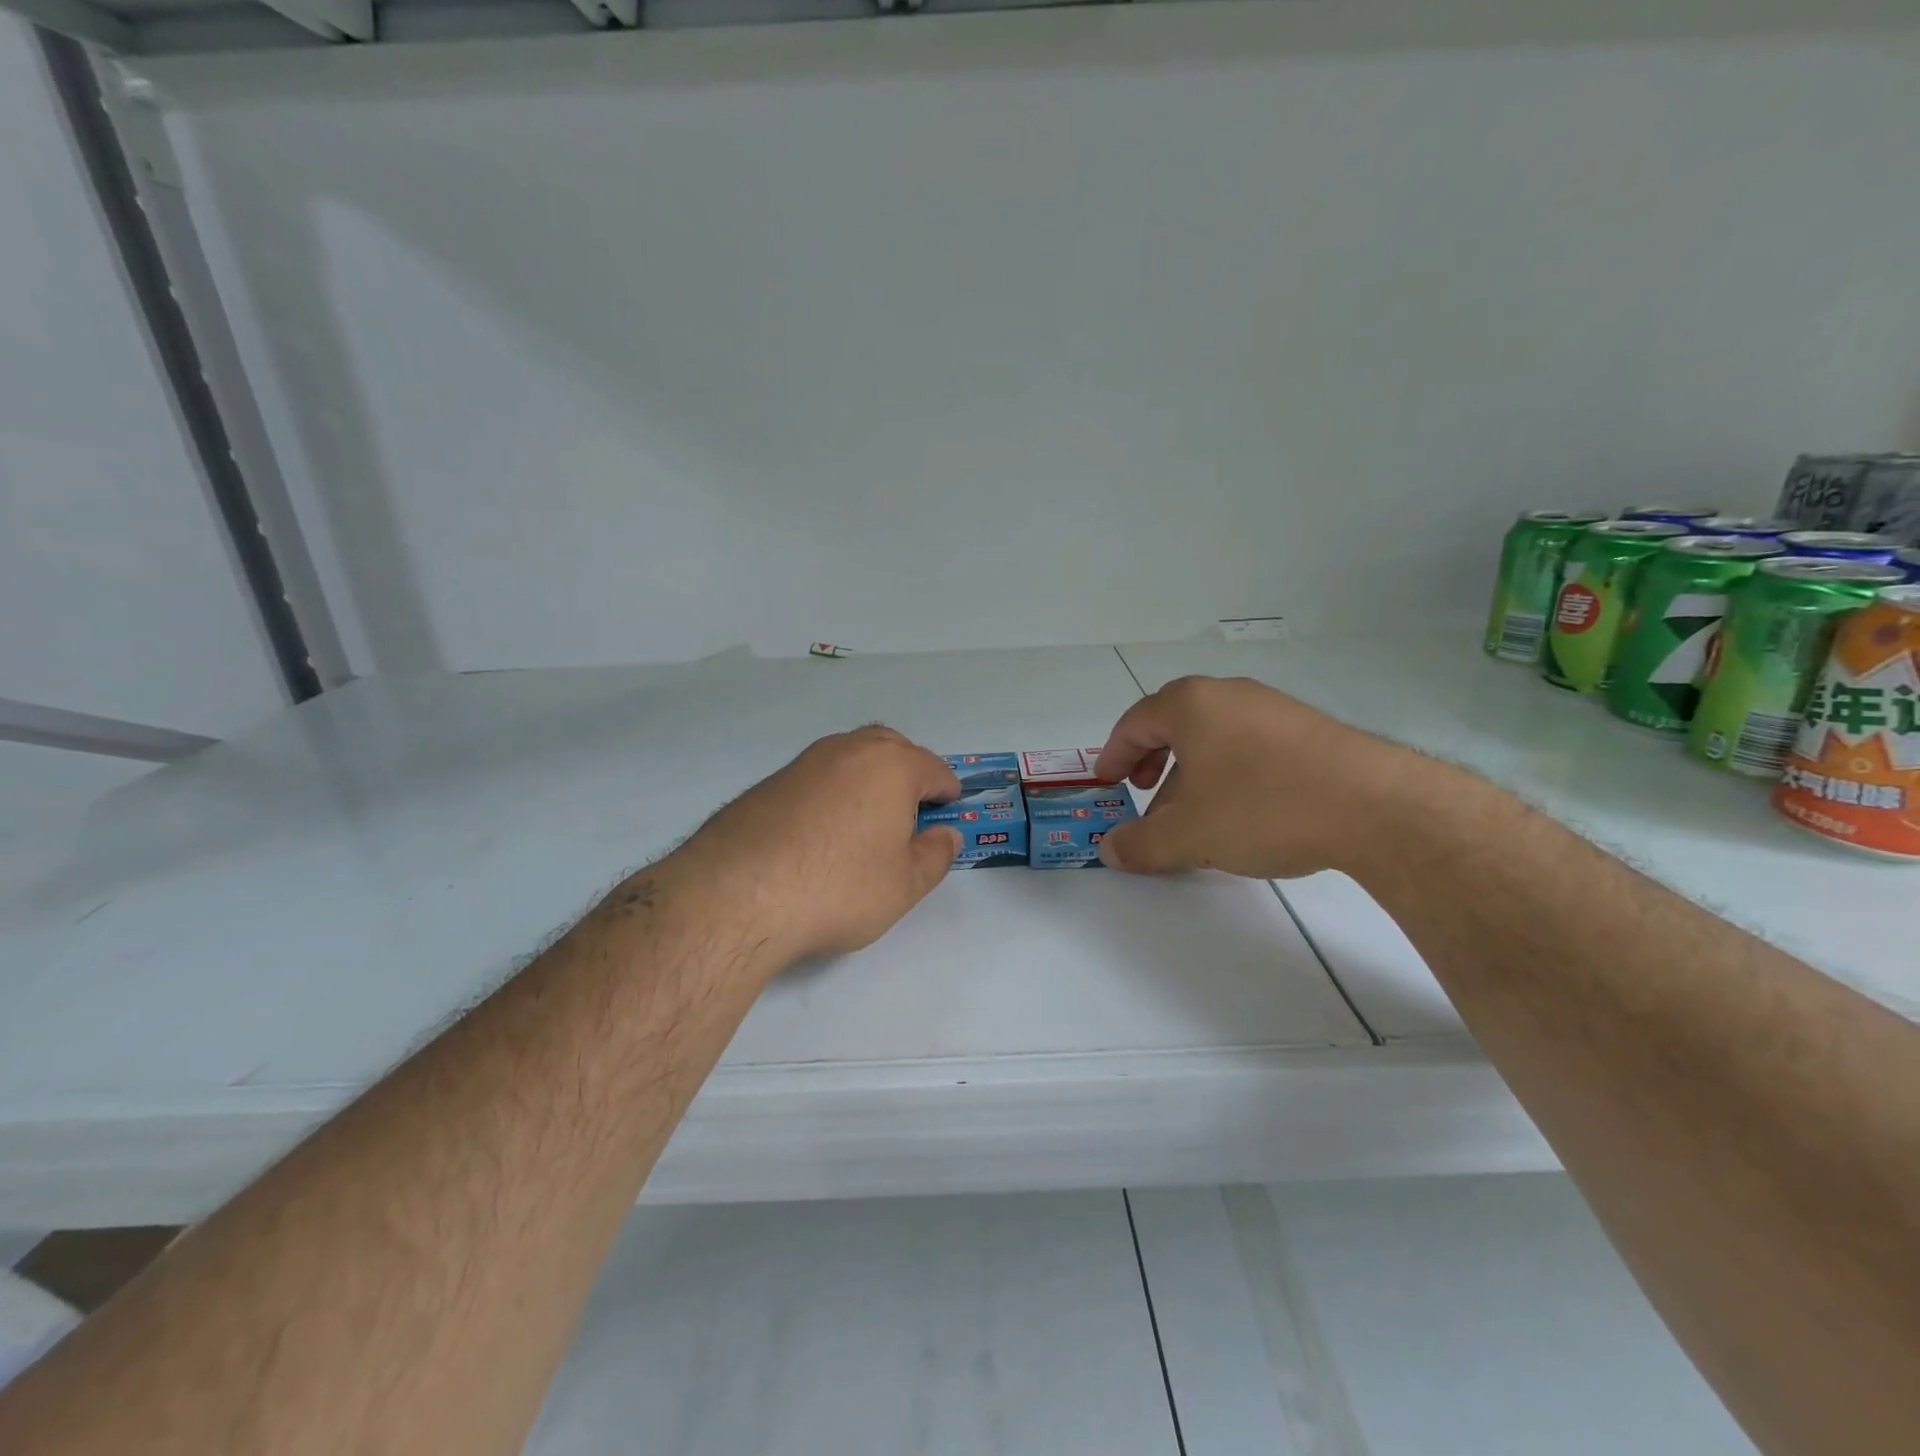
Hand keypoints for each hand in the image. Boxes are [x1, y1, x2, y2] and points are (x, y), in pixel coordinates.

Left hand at [667, 726, 961, 963]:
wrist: (737, 893)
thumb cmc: (838, 887)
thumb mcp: (903, 885)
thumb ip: (935, 856)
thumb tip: (946, 835)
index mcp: (891, 765)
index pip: (934, 768)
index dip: (947, 794)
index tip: (947, 818)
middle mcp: (848, 750)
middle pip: (892, 749)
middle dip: (909, 775)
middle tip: (910, 816)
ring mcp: (805, 762)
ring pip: (851, 759)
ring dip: (868, 781)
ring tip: (867, 825)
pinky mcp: (770, 782)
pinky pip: (818, 778)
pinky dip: (832, 794)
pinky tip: (822, 834)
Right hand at [1093, 676, 1417, 879]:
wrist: (1375, 806)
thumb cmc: (1262, 807)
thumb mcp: (1189, 835)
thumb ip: (1140, 844)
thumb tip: (1110, 851)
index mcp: (1191, 705)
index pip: (1135, 722)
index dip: (1113, 754)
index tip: (1107, 782)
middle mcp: (1229, 695)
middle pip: (1174, 724)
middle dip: (1152, 762)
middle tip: (1144, 792)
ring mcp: (1273, 709)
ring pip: (1214, 737)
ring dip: (1191, 773)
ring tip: (1192, 815)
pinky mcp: (1308, 730)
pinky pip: (1249, 745)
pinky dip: (1228, 773)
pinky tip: (1241, 812)